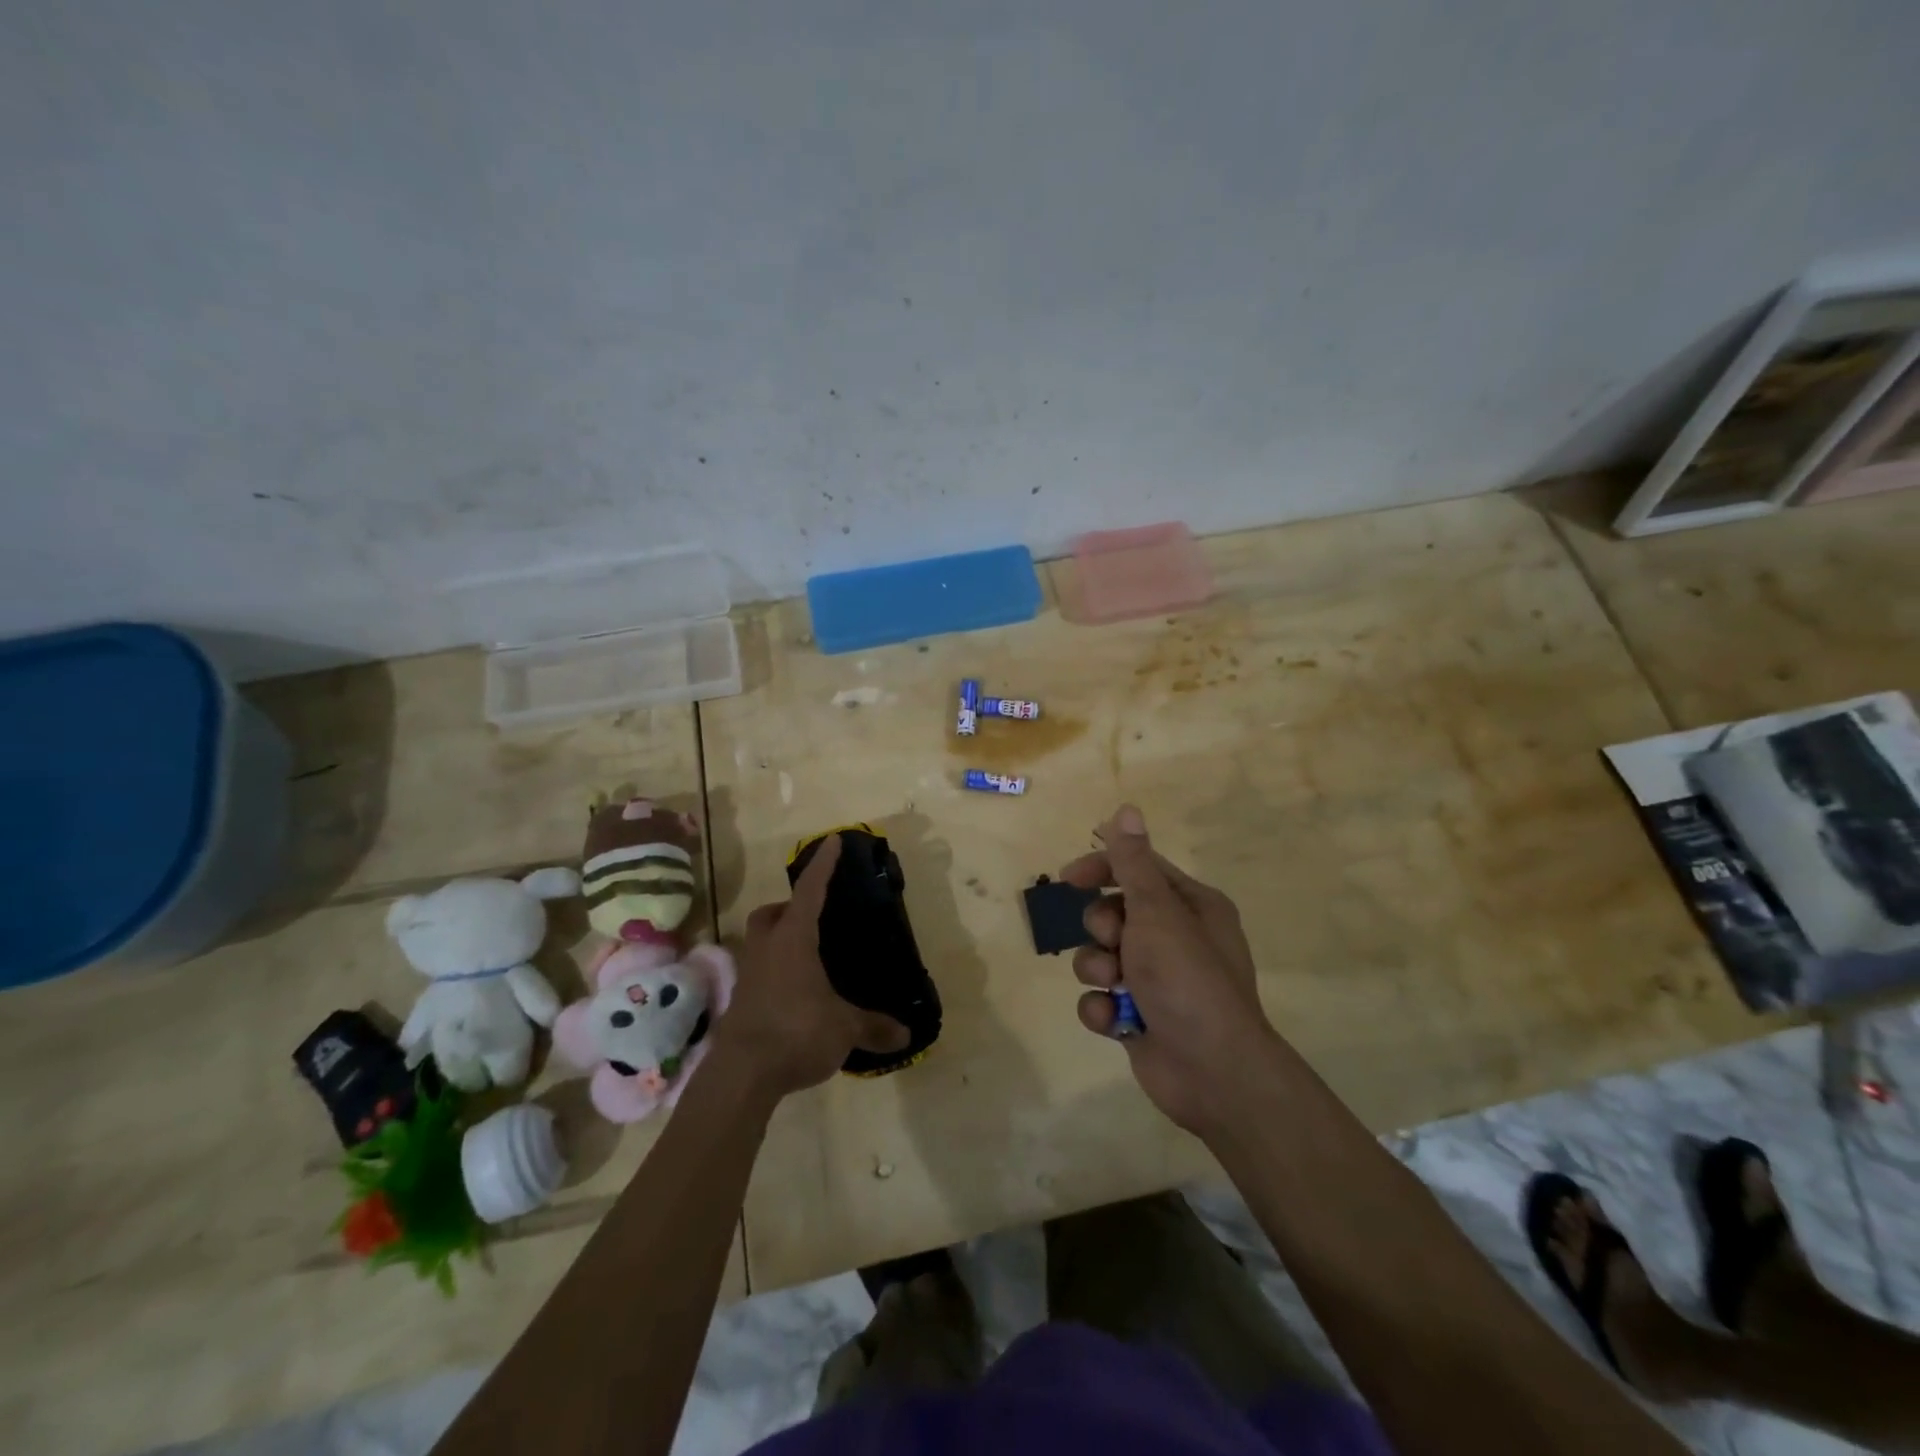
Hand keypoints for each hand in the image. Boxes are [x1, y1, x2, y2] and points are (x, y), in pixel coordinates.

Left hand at [713, 834, 909, 1101]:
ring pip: (760, 942)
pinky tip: (796, 994)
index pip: (811, 891)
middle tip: (813, 918)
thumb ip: (874, 1027)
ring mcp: (749, 975)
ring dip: (779, 941)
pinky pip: (759, 973)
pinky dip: (776, 973)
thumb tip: (906, 1034)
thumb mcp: (844, 1029)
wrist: (741, 1075)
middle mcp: (767, 949)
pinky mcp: (740, 1002)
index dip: (824, 866)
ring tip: (808, 958)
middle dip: (789, 909)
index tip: (833, 841)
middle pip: (771, 914)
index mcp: (794, 940)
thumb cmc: (796, 1032)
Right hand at [1059, 805, 1279, 1136]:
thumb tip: (1126, 809)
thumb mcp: (1157, 911)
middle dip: (1101, 927)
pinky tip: (1116, 1022)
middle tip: (1114, 942)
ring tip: (1114, 985)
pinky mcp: (1139, 1017)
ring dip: (1097, 969)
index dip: (1101, 869)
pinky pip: (1100, 999)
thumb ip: (1133, 862)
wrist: (1213, 1072)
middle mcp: (1175, 939)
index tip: (1068, 878)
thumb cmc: (1187, 978)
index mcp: (1190, 906)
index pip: (1137, 869)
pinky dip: (1102, 1010)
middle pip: (1113, 913)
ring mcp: (1156, 980)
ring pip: (1100, 957)